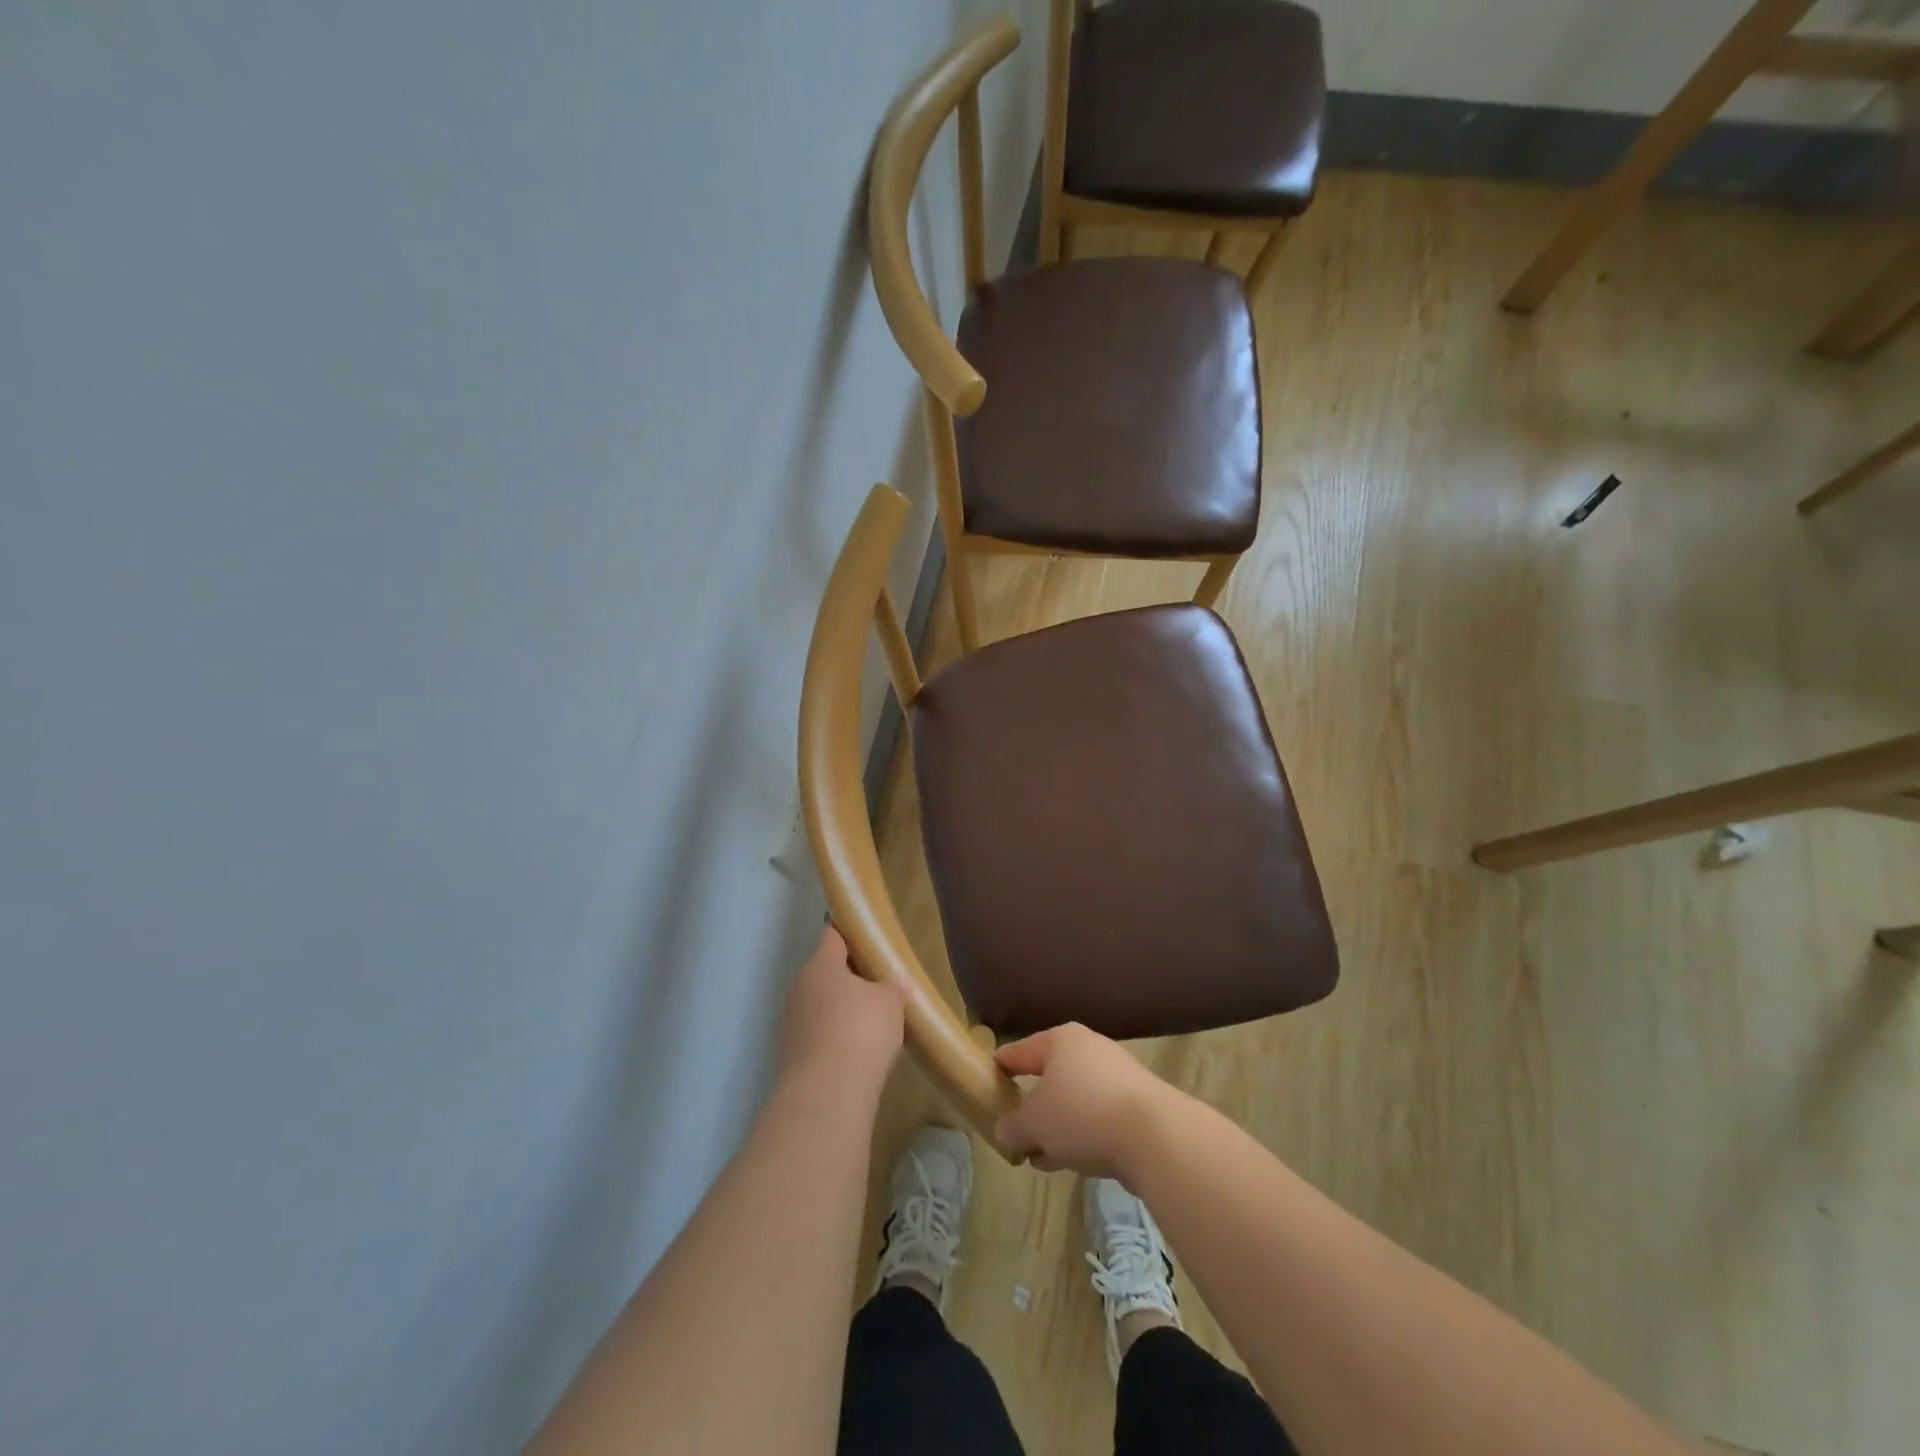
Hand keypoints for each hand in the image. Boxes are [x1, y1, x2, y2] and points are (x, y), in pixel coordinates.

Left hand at [777, 925, 905, 1095]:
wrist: (826, 1095)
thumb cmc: (861, 1032)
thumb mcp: (890, 1002)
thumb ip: (894, 987)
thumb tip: (896, 983)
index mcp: (821, 966)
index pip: (832, 936)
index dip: (849, 933)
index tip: (867, 937)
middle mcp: (799, 989)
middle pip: (825, 973)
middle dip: (849, 977)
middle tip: (879, 985)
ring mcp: (791, 1024)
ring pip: (820, 1006)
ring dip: (841, 1011)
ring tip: (871, 1024)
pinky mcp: (791, 1056)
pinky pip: (817, 1036)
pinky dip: (834, 1039)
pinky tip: (857, 1053)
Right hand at [992, 1023, 1172, 1177]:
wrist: (1154, 1135)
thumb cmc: (1082, 1114)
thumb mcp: (1033, 1123)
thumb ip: (1012, 1127)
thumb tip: (1005, 1132)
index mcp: (1060, 1040)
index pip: (1019, 1052)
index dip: (1000, 1067)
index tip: (985, 1081)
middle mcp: (1089, 1048)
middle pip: (1049, 1076)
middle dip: (1032, 1105)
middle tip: (1014, 1128)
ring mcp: (1116, 1075)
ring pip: (1074, 1100)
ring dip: (1057, 1126)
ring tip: (1039, 1156)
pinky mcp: (1137, 1104)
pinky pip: (1097, 1117)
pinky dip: (1081, 1134)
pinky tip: (1071, 1162)